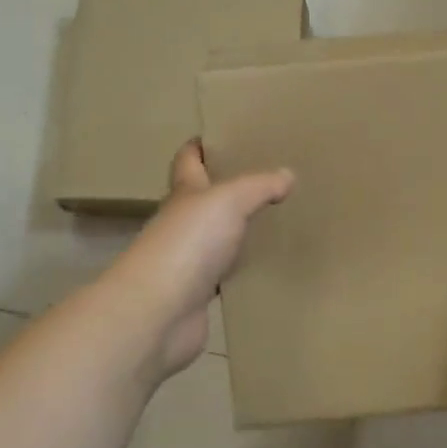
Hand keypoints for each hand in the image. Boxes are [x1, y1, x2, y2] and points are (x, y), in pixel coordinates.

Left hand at [103, 141, 293, 381]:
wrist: (159, 313)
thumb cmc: (189, 242)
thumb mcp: (229, 201)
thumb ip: (259, 186)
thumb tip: (287, 174)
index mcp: (185, 193)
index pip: (188, 160)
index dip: (201, 146)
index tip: (223, 134)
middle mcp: (183, 223)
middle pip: (204, 199)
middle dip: (228, 186)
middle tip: (266, 176)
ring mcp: (189, 260)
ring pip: (217, 236)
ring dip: (238, 229)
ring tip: (274, 217)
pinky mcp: (199, 294)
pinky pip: (226, 274)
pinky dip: (242, 268)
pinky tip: (266, 264)